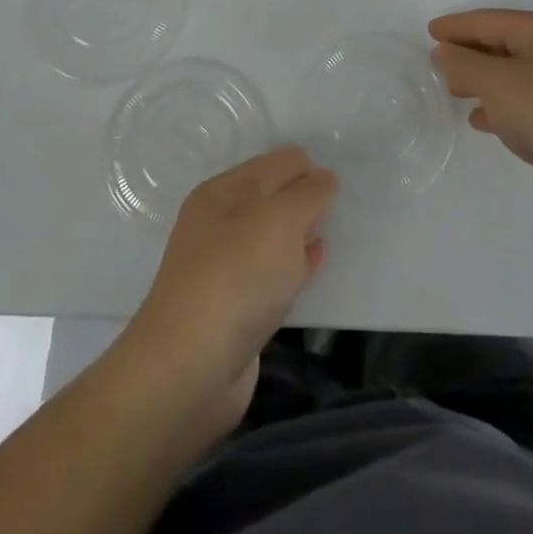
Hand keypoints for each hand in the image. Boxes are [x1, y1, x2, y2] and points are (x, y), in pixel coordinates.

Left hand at [126, 148, 337, 431]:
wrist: (190, 369)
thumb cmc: (236, 278)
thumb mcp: (278, 221)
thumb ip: (307, 194)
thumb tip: (323, 179)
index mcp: (221, 193)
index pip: (270, 165)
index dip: (303, 164)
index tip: (337, 169)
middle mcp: (218, 225)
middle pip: (269, 198)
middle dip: (301, 195)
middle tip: (342, 196)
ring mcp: (225, 268)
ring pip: (272, 237)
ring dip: (300, 230)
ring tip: (334, 225)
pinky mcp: (236, 309)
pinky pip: (273, 273)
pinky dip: (296, 264)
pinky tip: (317, 262)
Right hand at [430, 9, 532, 226]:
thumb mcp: (498, 84)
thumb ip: (463, 65)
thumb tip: (444, 53)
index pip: (488, 20)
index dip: (456, 26)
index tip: (429, 32)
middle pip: (504, 44)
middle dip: (470, 53)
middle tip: (439, 64)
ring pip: (517, 74)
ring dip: (485, 81)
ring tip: (457, 93)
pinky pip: (530, 102)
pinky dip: (505, 106)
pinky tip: (488, 121)